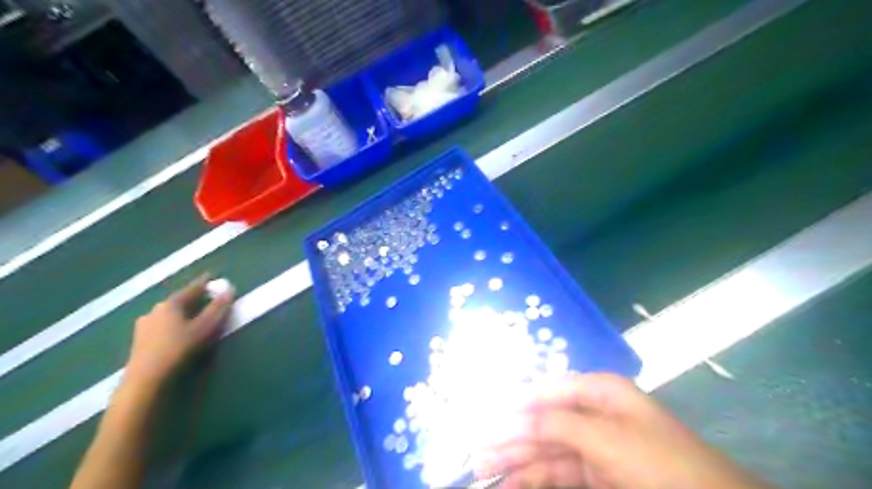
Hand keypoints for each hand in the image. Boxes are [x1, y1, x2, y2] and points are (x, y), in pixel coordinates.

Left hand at [123, 276, 232, 391]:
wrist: (145, 380)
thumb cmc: (178, 349)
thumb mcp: (204, 328)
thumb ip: (218, 309)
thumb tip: (229, 290)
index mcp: (170, 304)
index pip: (191, 289)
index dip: (204, 283)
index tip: (212, 276)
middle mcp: (154, 311)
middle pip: (178, 301)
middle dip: (193, 298)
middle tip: (206, 297)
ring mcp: (144, 326)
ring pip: (169, 314)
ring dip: (183, 312)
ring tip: (194, 316)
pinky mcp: (140, 341)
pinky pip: (163, 325)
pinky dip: (174, 324)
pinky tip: (178, 332)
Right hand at [477, 374, 767, 488]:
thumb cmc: (658, 461)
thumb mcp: (604, 438)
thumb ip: (556, 424)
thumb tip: (513, 416)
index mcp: (598, 391)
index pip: (547, 391)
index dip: (516, 403)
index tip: (486, 416)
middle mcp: (592, 412)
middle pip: (542, 421)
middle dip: (510, 436)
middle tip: (477, 452)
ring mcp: (593, 445)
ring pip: (545, 448)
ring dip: (515, 459)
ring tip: (483, 470)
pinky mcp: (595, 473)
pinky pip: (556, 471)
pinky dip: (533, 477)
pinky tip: (510, 483)